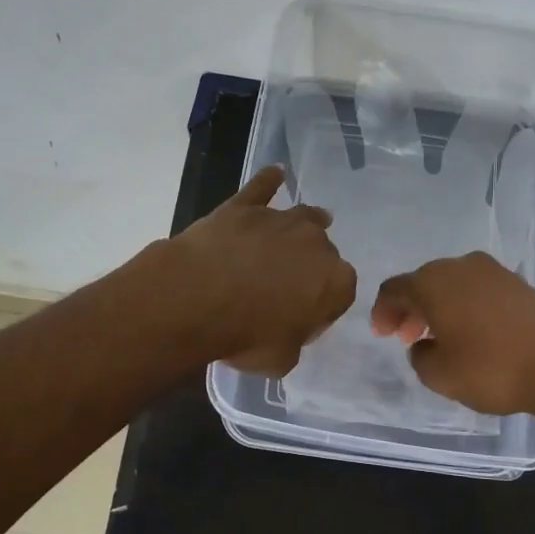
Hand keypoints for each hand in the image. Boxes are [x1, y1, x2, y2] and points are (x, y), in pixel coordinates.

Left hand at [163, 165, 357, 374]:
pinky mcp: (244, 206)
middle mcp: (317, 243)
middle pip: (322, 254)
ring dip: (304, 225)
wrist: (194, 299)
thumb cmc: (245, 336)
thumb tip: (287, 329)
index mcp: (336, 282)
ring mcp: (280, 219)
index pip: (340, 294)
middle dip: (310, 267)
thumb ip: (294, 341)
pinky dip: (269, 181)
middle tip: (285, 288)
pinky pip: (262, 188)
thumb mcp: (281, 360)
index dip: (322, 308)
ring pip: (302, 218)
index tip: (302, 320)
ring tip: (303, 228)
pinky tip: (275, 173)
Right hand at [371, 251, 534, 416]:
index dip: (382, 311)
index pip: (394, 289)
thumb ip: (419, 357)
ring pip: (452, 285)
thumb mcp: (439, 375)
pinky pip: (477, 291)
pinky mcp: (518, 284)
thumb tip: (424, 345)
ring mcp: (493, 272)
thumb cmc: (491, 369)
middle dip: (411, 309)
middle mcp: (460, 267)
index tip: (381, 335)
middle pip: (423, 282)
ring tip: (438, 338)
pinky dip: (464, 307)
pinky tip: (471, 333)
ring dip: (438, 308)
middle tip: (407, 338)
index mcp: (433, 282)